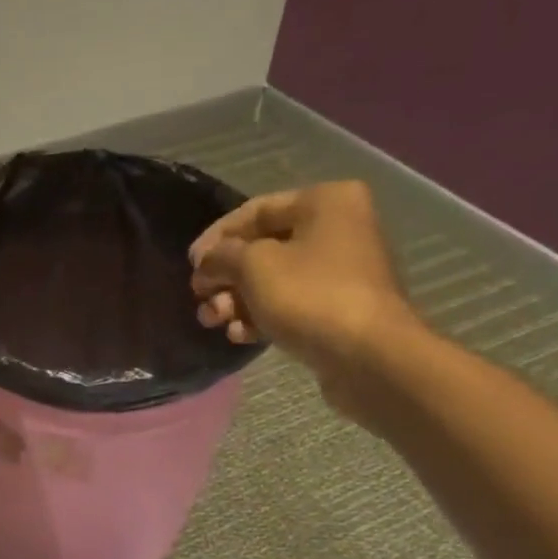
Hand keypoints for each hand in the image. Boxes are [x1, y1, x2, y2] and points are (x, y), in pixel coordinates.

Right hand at [189, 181, 423, 402]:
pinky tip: (240, 336)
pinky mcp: (335, 310)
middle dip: (226, 276)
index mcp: (324, 202)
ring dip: (237, 301)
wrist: (367, 356)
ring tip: (213, 321)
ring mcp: (338, 273)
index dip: (217, 237)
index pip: (256, 210)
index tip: (191, 265)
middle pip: (263, 249)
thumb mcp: (254, 267)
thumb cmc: (310, 296)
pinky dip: (260, 317)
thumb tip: (207, 261)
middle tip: (199, 298)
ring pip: (272, 281)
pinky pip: (288, 306)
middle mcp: (336, 229)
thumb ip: (222, 257)